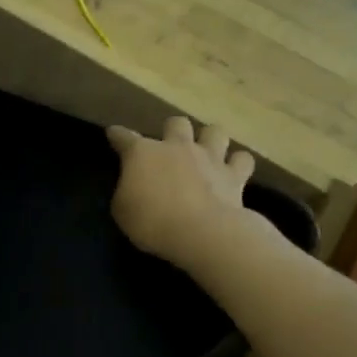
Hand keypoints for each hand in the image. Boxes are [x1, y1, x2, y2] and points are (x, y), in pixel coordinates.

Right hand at [106, 117, 258, 267]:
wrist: (202, 233)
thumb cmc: (152, 222)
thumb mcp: (122, 211)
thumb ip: (127, 191)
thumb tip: (134, 187)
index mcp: (142, 153)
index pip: (124, 137)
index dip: (117, 135)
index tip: (113, 133)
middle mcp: (177, 147)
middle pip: (176, 123)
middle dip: (172, 130)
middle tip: (170, 145)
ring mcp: (209, 158)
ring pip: (214, 131)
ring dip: (210, 138)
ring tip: (207, 150)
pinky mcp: (235, 176)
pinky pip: (242, 160)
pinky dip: (238, 163)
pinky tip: (233, 170)